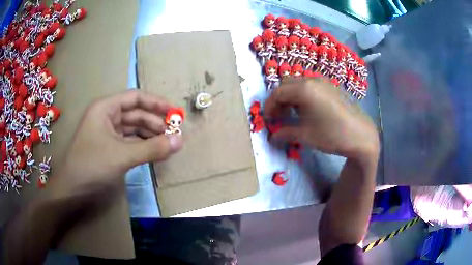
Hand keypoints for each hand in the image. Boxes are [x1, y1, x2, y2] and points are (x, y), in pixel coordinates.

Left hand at [46, 90, 182, 202]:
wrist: (72, 191)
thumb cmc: (91, 166)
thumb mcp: (122, 156)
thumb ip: (152, 148)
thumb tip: (180, 141)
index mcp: (105, 108)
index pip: (136, 98)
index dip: (156, 103)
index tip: (175, 113)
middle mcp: (106, 117)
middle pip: (136, 114)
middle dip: (155, 123)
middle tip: (175, 135)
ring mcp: (107, 134)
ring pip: (134, 129)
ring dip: (151, 136)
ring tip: (168, 145)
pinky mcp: (109, 149)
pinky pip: (130, 142)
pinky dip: (143, 146)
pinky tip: (154, 152)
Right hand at [264, 78, 378, 159]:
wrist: (361, 135)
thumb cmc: (332, 135)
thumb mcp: (305, 136)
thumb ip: (285, 133)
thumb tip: (272, 136)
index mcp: (304, 89)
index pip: (278, 92)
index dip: (269, 106)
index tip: (268, 120)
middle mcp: (312, 80)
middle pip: (286, 84)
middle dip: (278, 99)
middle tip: (279, 117)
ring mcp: (324, 82)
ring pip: (299, 83)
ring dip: (290, 96)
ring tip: (292, 114)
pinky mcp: (332, 87)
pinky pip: (311, 86)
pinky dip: (302, 95)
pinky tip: (307, 110)